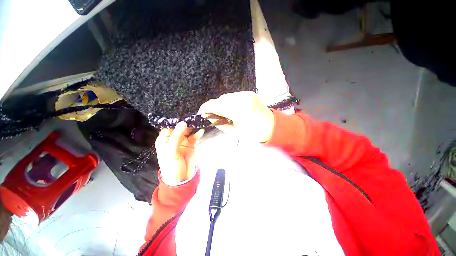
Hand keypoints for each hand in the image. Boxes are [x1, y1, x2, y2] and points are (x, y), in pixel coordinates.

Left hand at [155, 122, 203, 185]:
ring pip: (188, 131)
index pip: (169, 128)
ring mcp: (183, 141)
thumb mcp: (171, 150)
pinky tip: (201, 132)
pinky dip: (198, 134)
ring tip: (198, 124)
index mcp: (165, 140)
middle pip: (180, 128)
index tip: (183, 118)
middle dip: (186, 124)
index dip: (175, 123)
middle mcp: (174, 139)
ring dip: (193, 128)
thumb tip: (183, 123)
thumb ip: (177, 136)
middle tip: (193, 120)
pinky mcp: (191, 144)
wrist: (181, 178)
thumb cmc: (171, 165)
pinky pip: (195, 137)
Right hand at [198, 91, 273, 142]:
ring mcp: (247, 95)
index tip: (202, 113)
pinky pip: (234, 96)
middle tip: (213, 115)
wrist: (271, 126)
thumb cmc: (254, 133)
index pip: (216, 105)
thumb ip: (221, 124)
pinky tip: (233, 108)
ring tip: (224, 113)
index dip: (206, 108)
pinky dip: (230, 102)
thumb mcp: (235, 132)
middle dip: (215, 107)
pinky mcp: (249, 93)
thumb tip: (210, 117)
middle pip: (221, 99)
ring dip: (222, 104)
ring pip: (227, 97)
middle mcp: (242, 99)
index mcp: (239, 112)